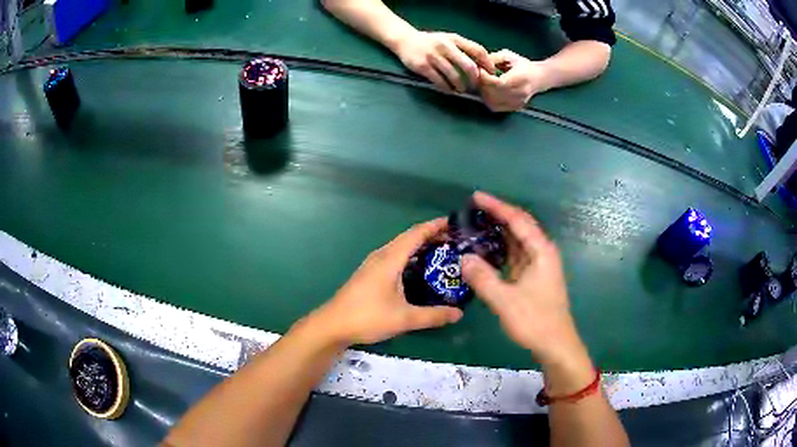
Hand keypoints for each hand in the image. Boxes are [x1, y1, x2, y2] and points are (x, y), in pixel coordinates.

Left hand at [308, 218, 462, 346]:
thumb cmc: (367, 317)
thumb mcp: (404, 319)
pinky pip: (394, 257)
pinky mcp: (369, 273)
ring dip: (420, 246)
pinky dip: (410, 256)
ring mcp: (373, 264)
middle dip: (431, 235)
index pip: (416, 234)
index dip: (435, 226)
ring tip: (441, 252)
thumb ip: (433, 316)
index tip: (455, 223)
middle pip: (409, 238)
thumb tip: (459, 313)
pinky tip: (419, 270)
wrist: (332, 325)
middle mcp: (381, 256)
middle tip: (454, 241)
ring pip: (400, 247)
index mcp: (390, 259)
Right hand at [393, 31, 494, 92]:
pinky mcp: (423, 67)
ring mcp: (434, 56)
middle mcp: (445, 46)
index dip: (487, 64)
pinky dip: (447, 88)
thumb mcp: (448, 40)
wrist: (405, 40)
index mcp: (455, 39)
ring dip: (461, 86)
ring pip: (455, 76)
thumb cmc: (431, 42)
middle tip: (475, 86)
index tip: (491, 74)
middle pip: (469, 66)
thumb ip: (463, 49)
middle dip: (475, 80)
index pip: (478, 51)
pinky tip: (449, 90)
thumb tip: (482, 65)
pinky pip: (440, 81)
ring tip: (461, 89)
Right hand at [461, 192, 583, 365]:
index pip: (517, 220)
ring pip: (517, 241)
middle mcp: (542, 253)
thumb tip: (463, 258)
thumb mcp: (505, 301)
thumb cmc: (535, 321)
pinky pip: (515, 255)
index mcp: (541, 252)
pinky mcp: (533, 277)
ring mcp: (539, 265)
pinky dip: (500, 249)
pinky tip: (486, 251)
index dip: (497, 206)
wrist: (555, 344)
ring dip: (498, 232)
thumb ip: (483, 279)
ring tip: (475, 226)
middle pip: (519, 226)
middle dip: (497, 215)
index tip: (476, 197)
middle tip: (472, 210)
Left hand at [478, 50, 549, 111]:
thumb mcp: (508, 56)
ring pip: (492, 102)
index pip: (498, 83)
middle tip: (478, 76)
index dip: (485, 77)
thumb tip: (478, 64)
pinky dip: (487, 99)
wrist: (539, 78)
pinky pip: (495, 107)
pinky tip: (488, 90)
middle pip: (494, 93)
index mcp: (521, 78)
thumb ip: (493, 58)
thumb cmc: (522, 65)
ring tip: (483, 82)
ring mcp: (517, 103)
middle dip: (482, 84)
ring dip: (483, 92)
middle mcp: (520, 93)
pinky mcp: (514, 108)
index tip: (479, 69)